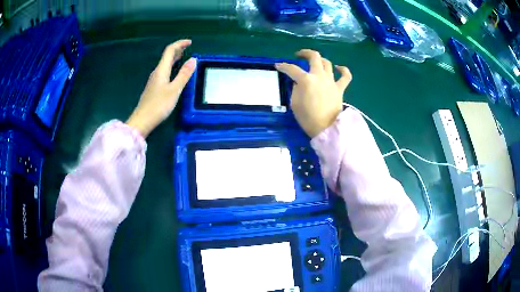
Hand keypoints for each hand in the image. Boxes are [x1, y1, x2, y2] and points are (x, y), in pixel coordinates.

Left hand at [126, 40, 196, 137]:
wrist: (142, 120)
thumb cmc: (159, 105)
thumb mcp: (174, 90)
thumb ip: (184, 75)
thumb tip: (193, 59)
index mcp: (161, 70)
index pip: (170, 51)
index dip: (179, 44)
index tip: (190, 42)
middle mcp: (157, 72)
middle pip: (166, 56)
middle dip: (177, 50)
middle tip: (188, 48)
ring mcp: (154, 80)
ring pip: (165, 64)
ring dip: (174, 58)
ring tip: (183, 57)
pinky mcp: (153, 88)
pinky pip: (164, 72)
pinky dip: (171, 67)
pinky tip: (174, 72)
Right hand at [275, 49, 351, 137]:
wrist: (326, 129)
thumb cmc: (307, 118)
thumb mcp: (294, 103)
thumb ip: (295, 89)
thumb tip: (299, 83)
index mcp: (306, 80)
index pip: (291, 69)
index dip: (283, 66)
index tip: (278, 66)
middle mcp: (319, 76)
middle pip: (314, 57)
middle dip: (305, 53)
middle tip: (299, 55)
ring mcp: (331, 81)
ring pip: (327, 63)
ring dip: (320, 60)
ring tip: (315, 62)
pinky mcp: (340, 88)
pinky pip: (345, 76)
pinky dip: (343, 70)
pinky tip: (338, 68)